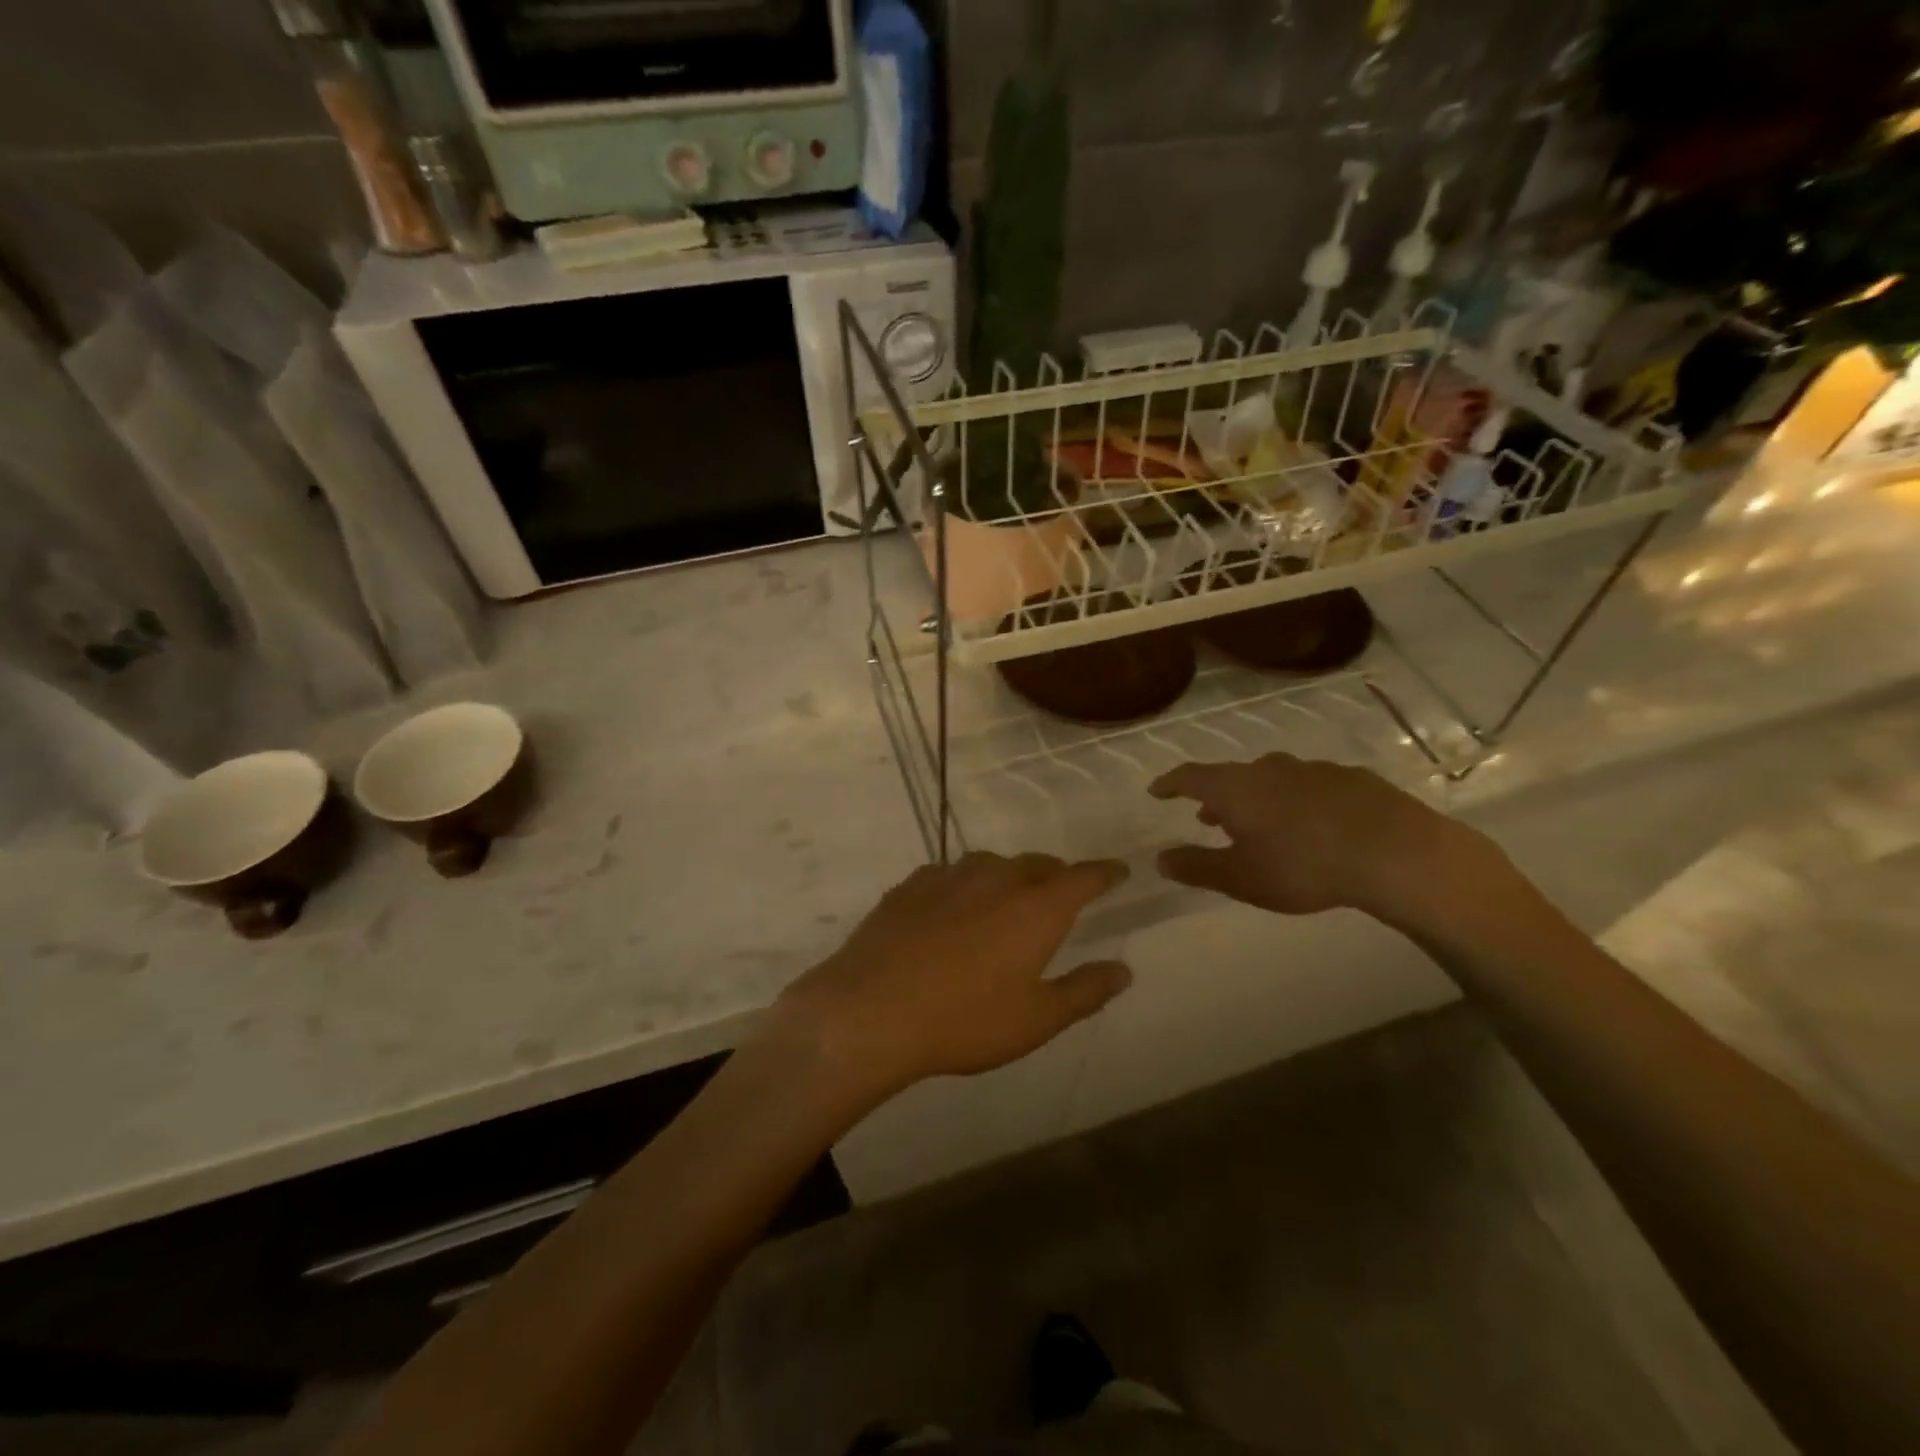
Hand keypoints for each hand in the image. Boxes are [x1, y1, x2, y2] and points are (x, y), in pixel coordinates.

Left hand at [771, 853, 1132, 1103]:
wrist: (871, 1010)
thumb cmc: (965, 1020)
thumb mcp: (1036, 1019)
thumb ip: (1085, 991)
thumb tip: (1123, 970)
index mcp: (1037, 908)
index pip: (1083, 877)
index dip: (1105, 873)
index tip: (1118, 870)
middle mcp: (997, 878)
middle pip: (1038, 864)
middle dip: (1057, 876)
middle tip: (1062, 896)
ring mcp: (950, 876)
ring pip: (992, 864)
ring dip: (1009, 877)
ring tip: (1007, 901)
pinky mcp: (911, 884)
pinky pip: (951, 875)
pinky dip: (964, 886)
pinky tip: (952, 909)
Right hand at [1148, 753, 1489, 923]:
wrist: (1395, 852)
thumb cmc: (1303, 866)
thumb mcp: (1242, 877)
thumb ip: (1197, 867)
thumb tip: (1160, 859)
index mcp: (1235, 788)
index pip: (1190, 777)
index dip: (1170, 783)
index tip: (1157, 791)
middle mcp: (1268, 769)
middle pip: (1231, 777)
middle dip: (1216, 797)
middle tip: (1209, 818)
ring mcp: (1311, 769)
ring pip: (1271, 778)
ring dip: (1256, 798)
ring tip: (1259, 822)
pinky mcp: (1350, 778)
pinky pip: (1308, 785)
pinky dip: (1295, 800)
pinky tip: (1311, 823)